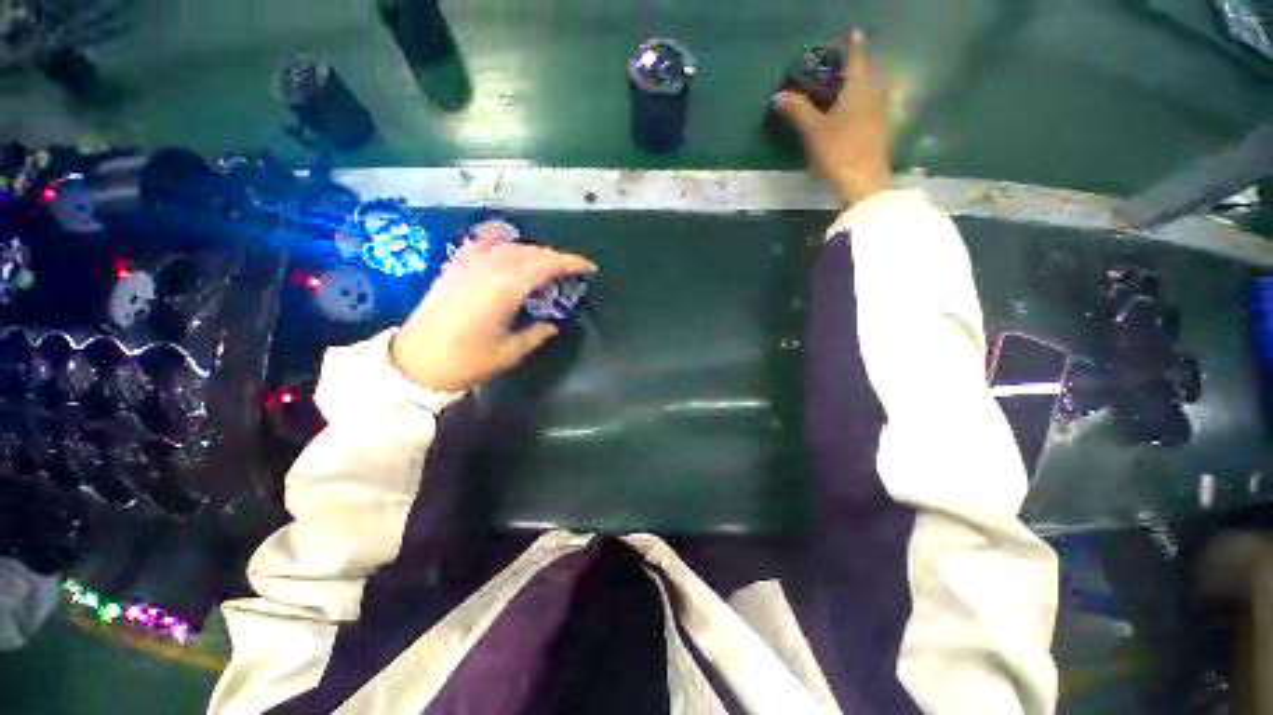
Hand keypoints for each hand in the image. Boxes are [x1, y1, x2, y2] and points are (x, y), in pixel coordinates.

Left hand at [391, 240, 596, 391]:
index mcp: (504, 289)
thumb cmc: (465, 362)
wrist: (412, 363)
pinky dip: (501, 244)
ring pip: (508, 248)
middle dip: (555, 257)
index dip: (570, 263)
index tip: (589, 267)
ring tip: (547, 264)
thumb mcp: (508, 353)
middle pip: (529, 253)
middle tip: (571, 270)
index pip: (545, 265)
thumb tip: (552, 325)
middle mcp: (487, 269)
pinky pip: (482, 247)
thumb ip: (535, 335)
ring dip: (533, 252)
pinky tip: (507, 247)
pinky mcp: (454, 269)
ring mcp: (468, 266)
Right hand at [773, 29, 891, 206]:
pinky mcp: (882, 130)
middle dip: (860, 64)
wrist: (864, 182)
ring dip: (864, 83)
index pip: (857, 58)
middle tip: (847, 63)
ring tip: (850, 87)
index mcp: (859, 89)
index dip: (853, 45)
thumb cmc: (839, 151)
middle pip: (870, 71)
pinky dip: (866, 101)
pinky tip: (857, 112)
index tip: (854, 32)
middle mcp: (875, 95)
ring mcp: (881, 113)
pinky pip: (875, 105)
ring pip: (875, 89)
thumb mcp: (814, 131)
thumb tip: (779, 95)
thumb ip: (798, 111)